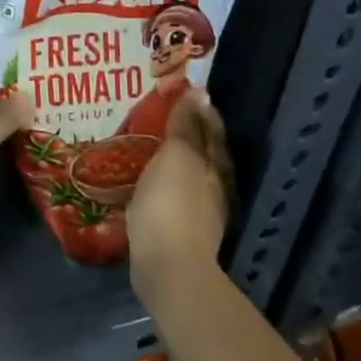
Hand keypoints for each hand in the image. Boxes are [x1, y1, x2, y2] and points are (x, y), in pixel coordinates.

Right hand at [126, 90, 233, 294]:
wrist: (168, 269)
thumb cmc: (172, 204)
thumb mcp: (177, 157)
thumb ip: (187, 126)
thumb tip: (200, 93)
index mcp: (217, 166)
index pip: (211, 128)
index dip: (197, 108)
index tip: (177, 91)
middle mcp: (215, 186)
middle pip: (202, 151)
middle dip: (184, 132)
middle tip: (156, 113)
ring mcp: (199, 211)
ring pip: (187, 173)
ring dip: (171, 158)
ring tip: (144, 143)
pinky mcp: (180, 230)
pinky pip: (171, 193)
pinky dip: (161, 181)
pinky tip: (143, 178)